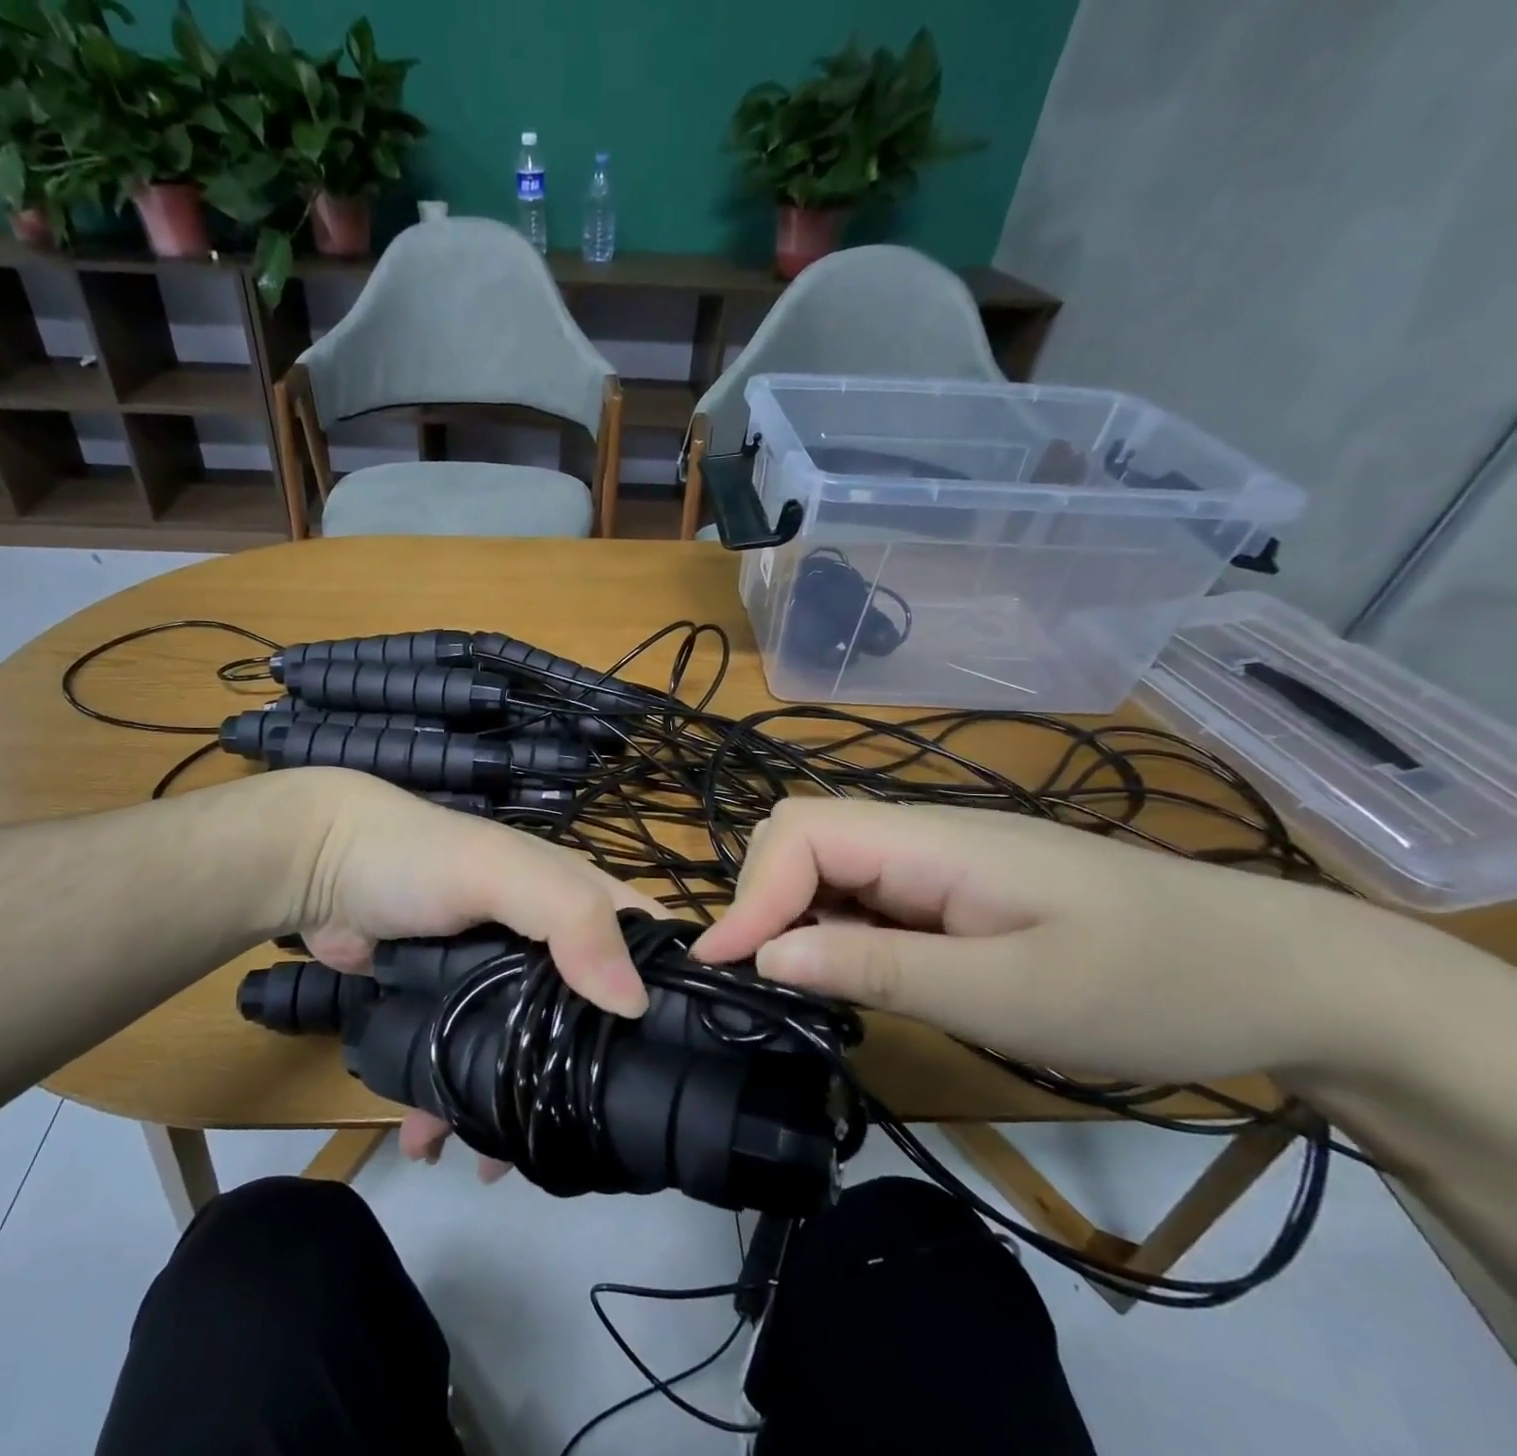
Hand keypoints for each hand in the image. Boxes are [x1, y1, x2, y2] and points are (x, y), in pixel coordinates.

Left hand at [266, 769, 652, 1169]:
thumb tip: (635, 1004)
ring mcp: (496, 981)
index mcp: (575, 902)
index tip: (689, 1071)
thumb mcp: (503, 871)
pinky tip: (435, 1146)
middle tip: (591, 1144)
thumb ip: (570, 919)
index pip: (648, 946)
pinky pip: (468, 1067)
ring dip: (518, 1108)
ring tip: (498, 1165)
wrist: (320, 868)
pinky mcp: (450, 1009)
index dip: (676, 996)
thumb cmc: (423, 859)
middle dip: (592, 1078)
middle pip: (591, 1018)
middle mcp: (548, 944)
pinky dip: (456, 1109)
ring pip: (529, 1053)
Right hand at [691, 798, 1419, 1085]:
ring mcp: (938, 857)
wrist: (1281, 973)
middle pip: (803, 835)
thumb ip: (878, 969)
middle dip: (764, 899)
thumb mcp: (1009, 995)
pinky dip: (836, 929)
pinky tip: (855, 973)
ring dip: (795, 917)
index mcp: (931, 841)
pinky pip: (867, 892)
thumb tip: (765, 957)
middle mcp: (921, 833)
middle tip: (760, 980)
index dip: (751, 894)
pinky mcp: (953, 886)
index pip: (802, 833)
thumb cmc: (1153, 985)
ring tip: (799, 986)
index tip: (723, 968)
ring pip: (829, 863)